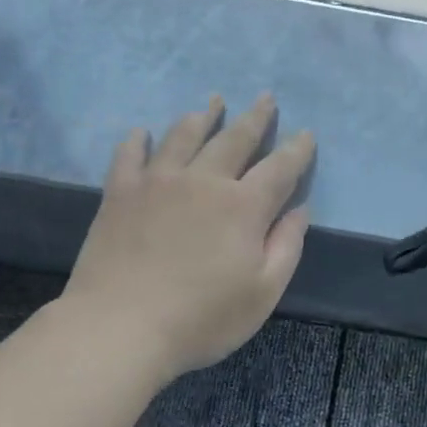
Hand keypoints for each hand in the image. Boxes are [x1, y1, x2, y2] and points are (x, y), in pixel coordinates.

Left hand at [63, 94, 314, 379]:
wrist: (121, 327)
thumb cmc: (202, 319)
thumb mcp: (263, 294)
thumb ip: (286, 247)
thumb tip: (299, 210)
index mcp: (243, 207)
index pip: (280, 168)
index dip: (297, 150)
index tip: (307, 133)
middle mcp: (203, 181)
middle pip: (235, 139)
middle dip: (255, 118)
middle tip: (266, 98)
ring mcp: (157, 182)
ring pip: (184, 136)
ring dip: (202, 117)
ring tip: (212, 103)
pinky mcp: (120, 193)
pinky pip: (130, 155)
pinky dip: (138, 140)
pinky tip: (142, 132)